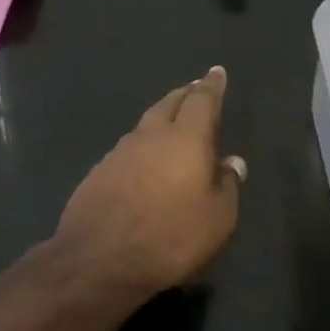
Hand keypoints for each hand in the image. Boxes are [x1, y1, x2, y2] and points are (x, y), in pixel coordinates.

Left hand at [55, 66, 245, 295]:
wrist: (98, 259)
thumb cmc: (169, 237)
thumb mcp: (216, 219)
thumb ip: (227, 185)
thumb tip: (232, 162)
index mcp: (184, 139)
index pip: (202, 101)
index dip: (211, 86)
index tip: (216, 71)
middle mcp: (150, 136)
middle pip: (168, 104)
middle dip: (184, 95)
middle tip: (194, 90)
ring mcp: (119, 152)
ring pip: (145, 125)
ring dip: (160, 119)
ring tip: (171, 124)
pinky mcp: (98, 172)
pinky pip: (127, 149)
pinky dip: (142, 147)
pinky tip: (143, 162)